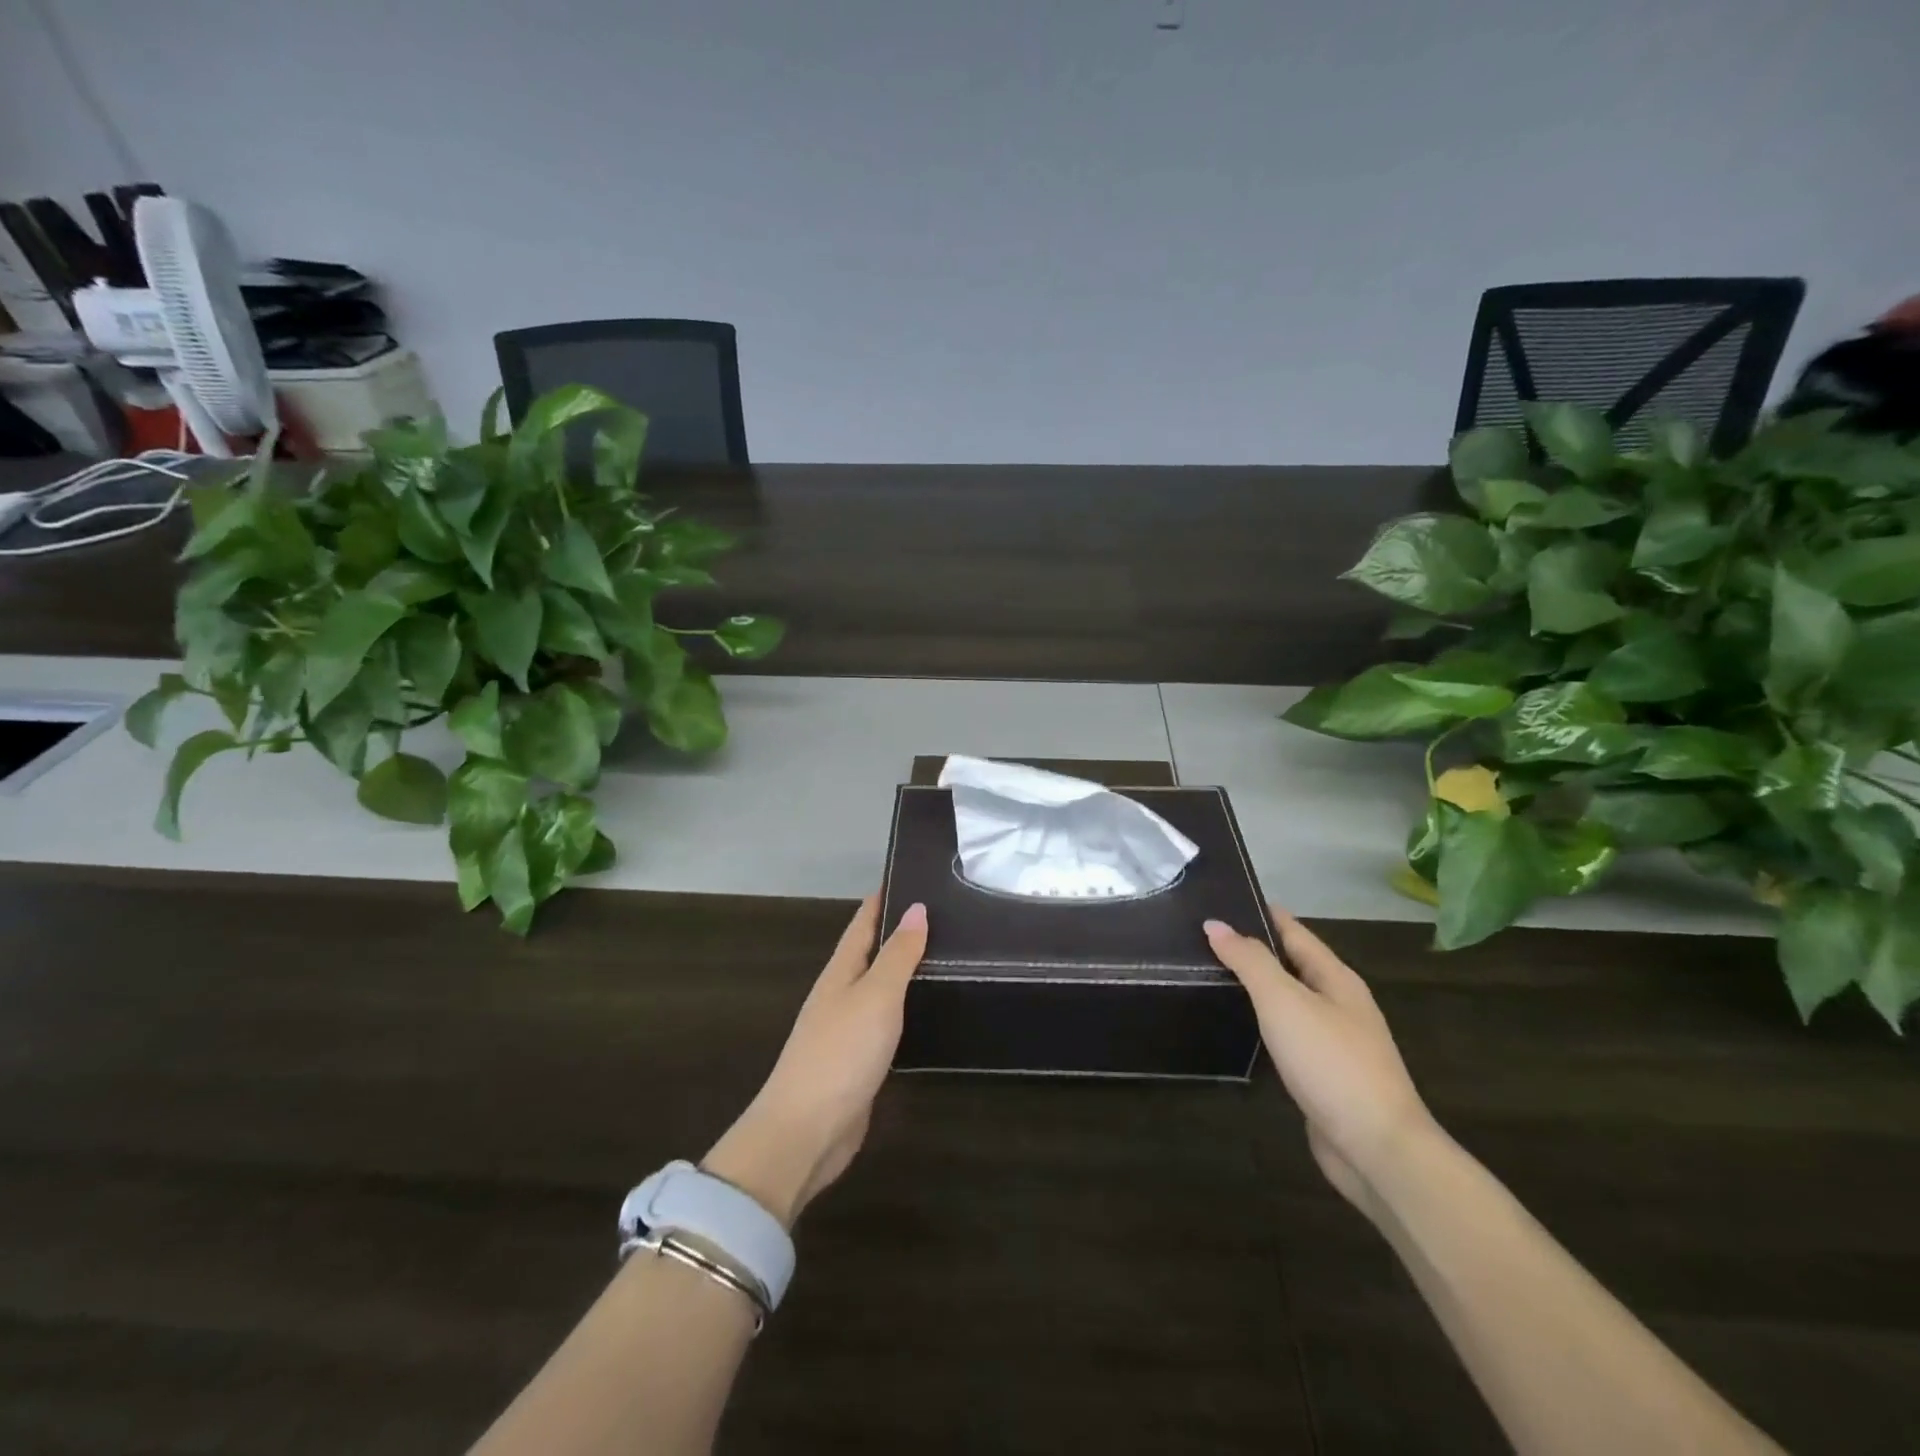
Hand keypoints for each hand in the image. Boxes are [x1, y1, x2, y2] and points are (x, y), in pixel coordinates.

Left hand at [702, 897, 927, 1227]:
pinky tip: (926, 1012)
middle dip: (898, 932)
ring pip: (879, 988)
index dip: (882, 899)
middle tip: (942, 914)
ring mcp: (847, 1031)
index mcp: (840, 972)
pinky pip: (885, 1023)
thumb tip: (917, 908)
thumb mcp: (876, 996)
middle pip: (870, 953)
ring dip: (903, 971)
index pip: (863, 923)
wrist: (805, 1132)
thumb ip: (897, 954)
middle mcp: (840, 995)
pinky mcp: (857, 1063)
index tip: (909, 874)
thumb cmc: (841, 1053)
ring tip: (943, 956)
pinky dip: (905, 1009)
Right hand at [1204, 909, 1434, 1215]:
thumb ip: (1250, 961)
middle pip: (1293, 964)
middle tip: (1204, 938)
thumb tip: (1216, 924)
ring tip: (1212, 975)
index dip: (1261, 914)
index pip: (1294, 932)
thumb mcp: (1284, 1001)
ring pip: (1290, 1000)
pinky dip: (1264, 1022)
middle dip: (1254, 949)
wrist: (1377, 1148)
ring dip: (1257, 987)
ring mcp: (1335, 1042)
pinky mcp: (1325, 1075)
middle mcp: (1339, 1004)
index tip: (1222, 900)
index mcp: (1336, 979)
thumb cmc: (1331, 1062)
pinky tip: (1240, 1026)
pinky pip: (1288, 1034)